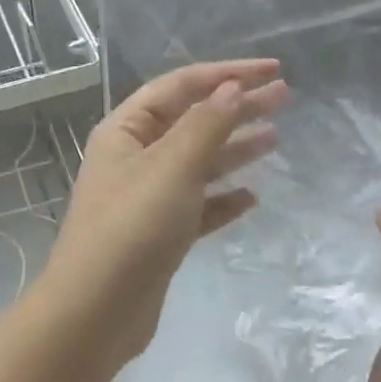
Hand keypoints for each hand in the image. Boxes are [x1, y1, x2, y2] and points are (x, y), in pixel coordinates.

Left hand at [41, 60, 287, 368]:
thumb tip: (232, 88)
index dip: (226, 73)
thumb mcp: (172, 167)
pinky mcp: (159, 235)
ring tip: (275, 138)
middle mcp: (134, 158)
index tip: (273, 69)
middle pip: (192, 122)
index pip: (180, 87)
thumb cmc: (132, 228)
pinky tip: (252, 197)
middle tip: (284, 98)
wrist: (95, 312)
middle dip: (236, 107)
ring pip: (197, 164)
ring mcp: (146, 199)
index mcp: (125, 131)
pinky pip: (197, 207)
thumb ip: (206, 125)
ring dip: (234, 150)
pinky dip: (223, 199)